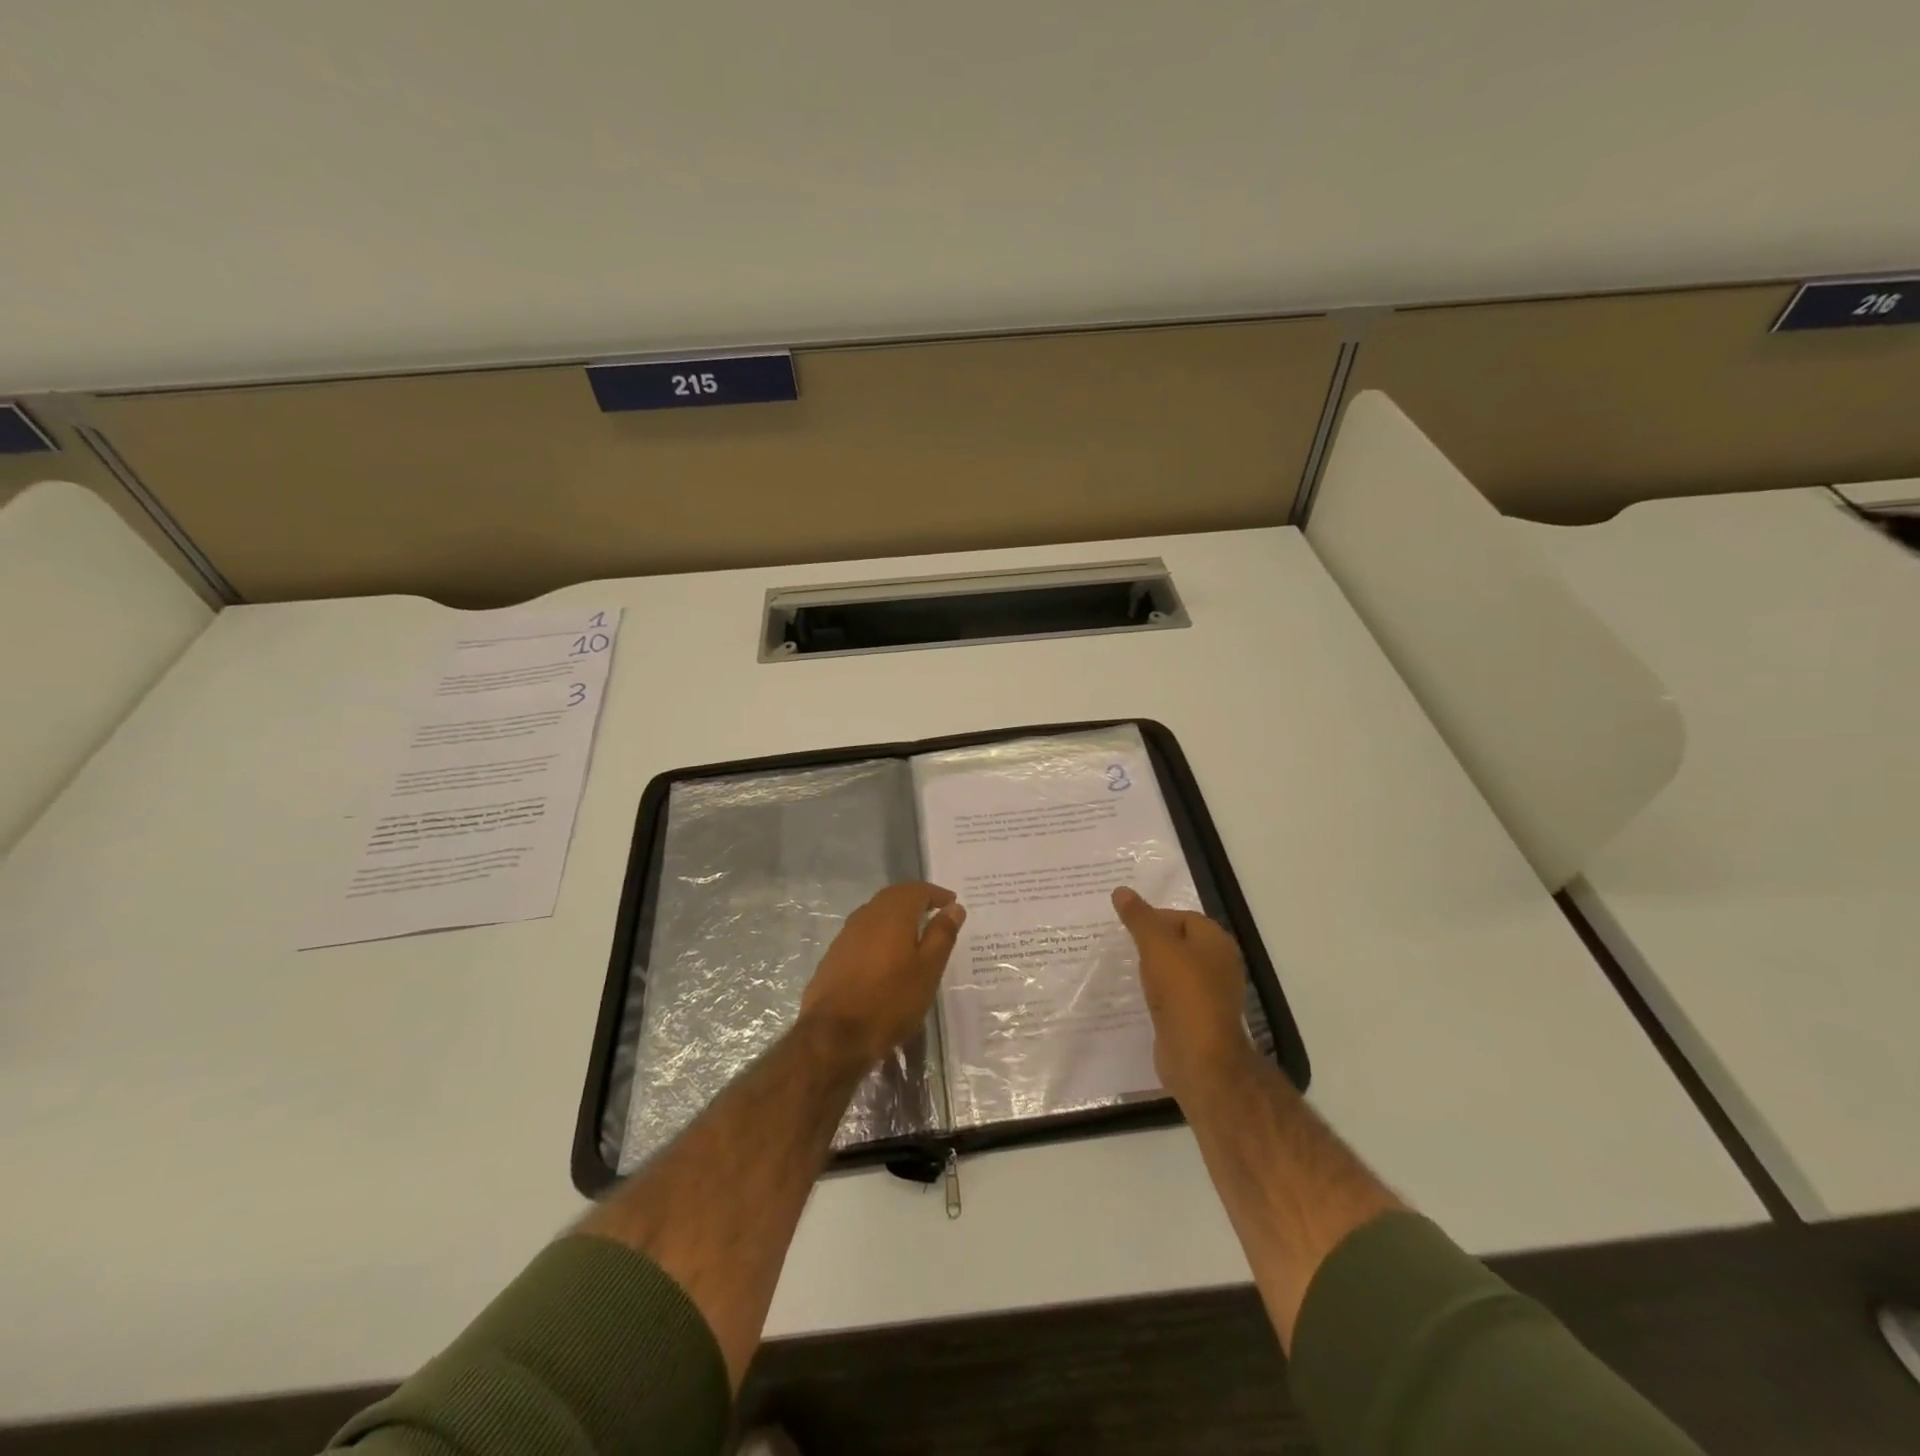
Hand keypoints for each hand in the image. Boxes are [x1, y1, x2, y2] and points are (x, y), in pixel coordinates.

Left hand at [800, 882, 965, 1068]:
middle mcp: (867, 915)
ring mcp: (846, 935)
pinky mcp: (834, 955)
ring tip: (914, 934)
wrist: (833, 1035)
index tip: (951, 903)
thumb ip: (942, 934)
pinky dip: (881, 933)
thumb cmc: (890, 1000)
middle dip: (915, 900)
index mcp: (892, 913)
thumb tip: (954, 907)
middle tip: (935, 912)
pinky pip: (863, 932)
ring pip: (876, 913)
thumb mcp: (928, 969)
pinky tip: (887, 955)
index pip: (917, 890)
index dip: (936, 894)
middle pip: (894, 897)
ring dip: (896, 916)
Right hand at [1112, 886, 1252, 1101]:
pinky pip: (1174, 996)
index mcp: (1216, 942)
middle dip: (1152, 941)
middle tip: (1122, 943)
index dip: (1155, 917)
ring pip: (1176, 970)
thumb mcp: (1156, 946)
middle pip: (1180, 942)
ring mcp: (1210, 994)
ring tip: (1126, 967)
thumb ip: (1139, 918)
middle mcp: (1219, 965)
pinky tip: (1139, 995)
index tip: (1127, 925)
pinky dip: (1157, 992)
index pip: (1183, 917)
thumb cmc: (1182, 992)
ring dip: (1153, 968)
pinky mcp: (1198, 1019)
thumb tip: (1121, 890)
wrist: (1199, 1058)